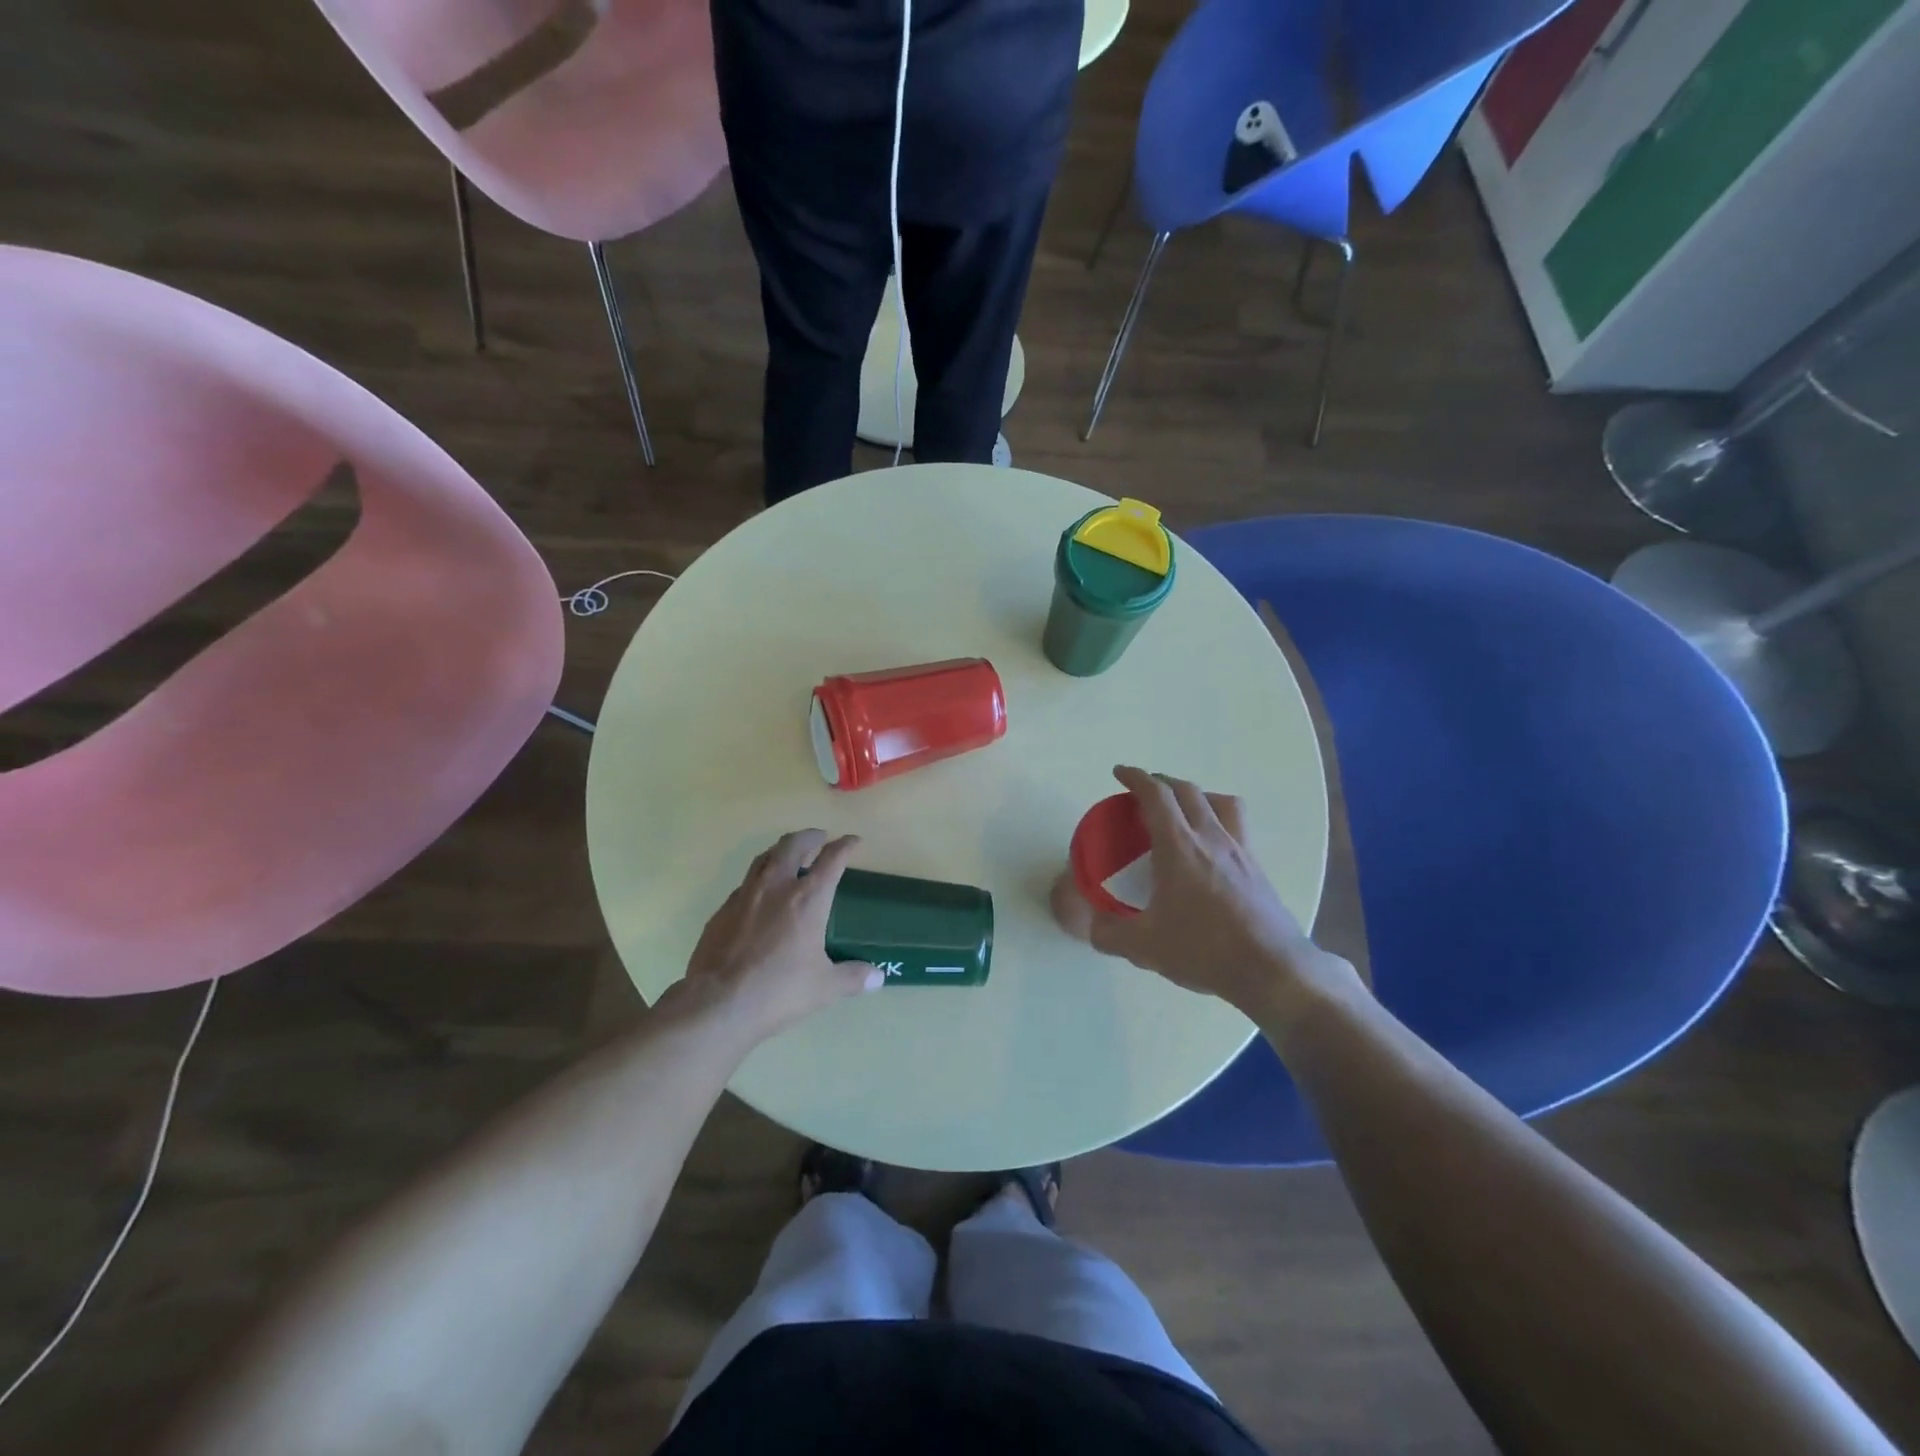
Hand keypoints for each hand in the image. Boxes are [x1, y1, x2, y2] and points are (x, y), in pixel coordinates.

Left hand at [678, 831, 880, 1044]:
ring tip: (788, 856)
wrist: (717, 1004)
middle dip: (809, 836)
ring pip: (764, 858)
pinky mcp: (722, 911)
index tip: (853, 841)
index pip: (832, 859)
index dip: (845, 846)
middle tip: (819, 838)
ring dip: (781, 851)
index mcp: (808, 899)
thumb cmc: (778, 990)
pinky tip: (760, 897)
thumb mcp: (824, 988)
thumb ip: (853, 977)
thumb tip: (878, 977)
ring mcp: (745, 896)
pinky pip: (744, 884)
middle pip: (793, 845)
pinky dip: (759, 880)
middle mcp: (777, 887)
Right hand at [1087, 766, 1360, 1017]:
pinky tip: (1210, 847)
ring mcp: (1240, 850)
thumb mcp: (1145, 947)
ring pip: (1221, 802)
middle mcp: (1211, 838)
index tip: (1120, 773)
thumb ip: (1110, 934)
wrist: (1272, 970)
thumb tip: (1093, 927)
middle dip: (1162, 782)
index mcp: (1179, 847)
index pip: (1156, 796)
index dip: (1136, 778)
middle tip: (1144, 792)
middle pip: (1188, 791)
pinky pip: (1237, 826)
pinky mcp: (1258, 868)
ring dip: (1197, 795)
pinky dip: (1218, 821)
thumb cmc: (1204, 950)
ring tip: (1183, 810)